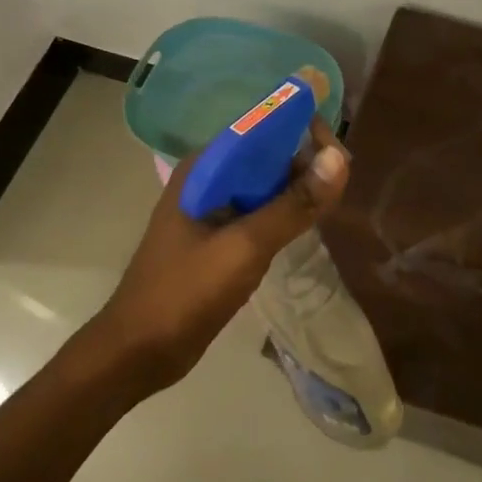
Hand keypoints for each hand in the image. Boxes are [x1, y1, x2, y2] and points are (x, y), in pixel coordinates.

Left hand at [87, 119, 350, 389]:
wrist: (137, 352)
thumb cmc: (185, 293)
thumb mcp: (244, 247)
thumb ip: (293, 204)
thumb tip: (339, 159)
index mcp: (205, 168)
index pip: (261, 128)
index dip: (301, 131)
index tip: (338, 153)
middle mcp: (208, 179)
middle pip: (266, 154)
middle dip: (304, 161)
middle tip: (343, 181)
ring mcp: (212, 209)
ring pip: (266, 184)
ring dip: (297, 187)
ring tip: (334, 199)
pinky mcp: (219, 236)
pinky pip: (260, 211)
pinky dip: (285, 211)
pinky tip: (309, 221)